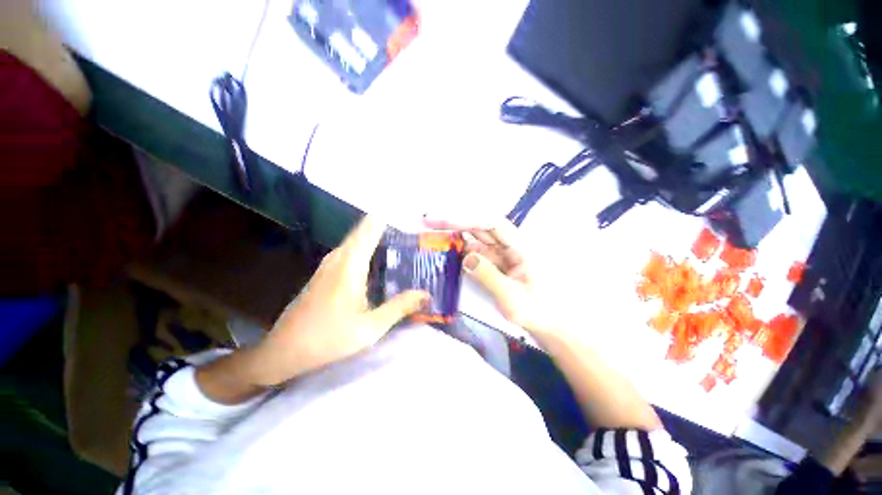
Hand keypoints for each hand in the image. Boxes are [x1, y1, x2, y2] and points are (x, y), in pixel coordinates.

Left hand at [251, 216, 429, 384]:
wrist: (284, 350)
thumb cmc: (328, 338)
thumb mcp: (370, 327)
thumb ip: (400, 307)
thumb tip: (426, 294)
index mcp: (350, 264)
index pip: (371, 227)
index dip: (389, 215)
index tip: (408, 210)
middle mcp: (339, 257)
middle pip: (366, 230)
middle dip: (388, 226)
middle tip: (414, 230)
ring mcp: (330, 263)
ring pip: (358, 240)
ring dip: (378, 236)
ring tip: (403, 241)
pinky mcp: (326, 271)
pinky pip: (352, 250)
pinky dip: (368, 248)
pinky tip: (381, 260)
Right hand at [424, 217, 562, 340]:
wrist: (550, 326)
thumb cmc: (538, 312)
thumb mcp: (511, 296)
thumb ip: (487, 275)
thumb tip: (465, 257)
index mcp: (519, 247)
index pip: (490, 223)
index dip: (465, 218)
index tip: (441, 220)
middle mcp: (509, 246)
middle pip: (480, 228)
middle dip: (455, 223)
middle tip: (427, 222)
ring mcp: (502, 256)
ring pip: (475, 241)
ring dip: (456, 237)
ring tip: (433, 236)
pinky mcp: (496, 266)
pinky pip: (476, 255)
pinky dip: (461, 253)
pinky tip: (448, 254)